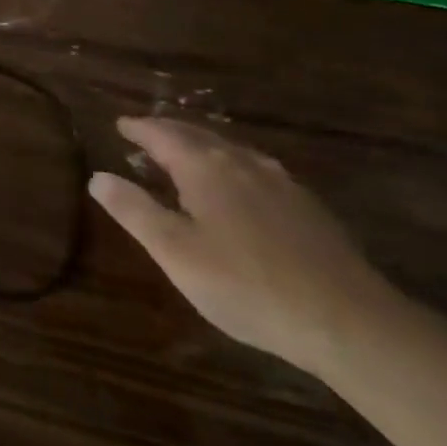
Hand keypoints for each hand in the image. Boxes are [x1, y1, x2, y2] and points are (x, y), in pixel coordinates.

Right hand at [90, 118, 401, 373]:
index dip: (139, 128)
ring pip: (231, 150)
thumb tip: (98, 176)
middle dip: (168, 131)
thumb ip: (134, 211)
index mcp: (205, 168)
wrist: (348, 321)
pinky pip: (256, 169)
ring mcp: (281, 183)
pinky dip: (231, 165)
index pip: (163, 135)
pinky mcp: (308, 207)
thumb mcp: (175, 251)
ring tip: (186, 153)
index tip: (120, 124)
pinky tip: (238, 186)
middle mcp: (242, 163)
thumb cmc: (246, 284)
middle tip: (146, 133)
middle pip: (198, 136)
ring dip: (202, 146)